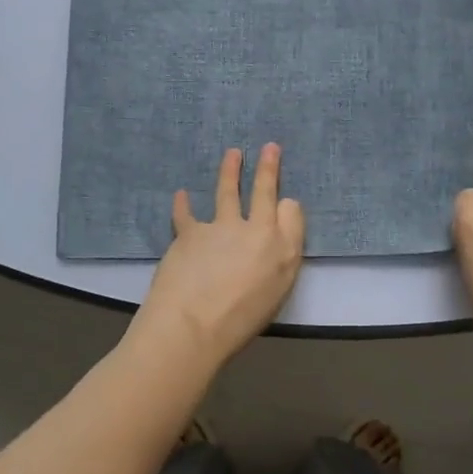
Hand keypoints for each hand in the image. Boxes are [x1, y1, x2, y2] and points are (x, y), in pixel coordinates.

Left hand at [132, 144, 305, 370]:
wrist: (192, 326)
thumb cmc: (239, 323)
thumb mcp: (275, 295)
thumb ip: (278, 262)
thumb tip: (270, 241)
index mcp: (283, 251)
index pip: (291, 213)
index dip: (287, 205)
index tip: (284, 201)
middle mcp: (257, 231)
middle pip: (264, 191)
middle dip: (268, 167)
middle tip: (269, 147)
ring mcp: (222, 227)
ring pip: (228, 191)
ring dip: (230, 170)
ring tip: (232, 154)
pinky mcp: (191, 231)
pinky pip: (186, 213)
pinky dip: (182, 204)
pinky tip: (181, 195)